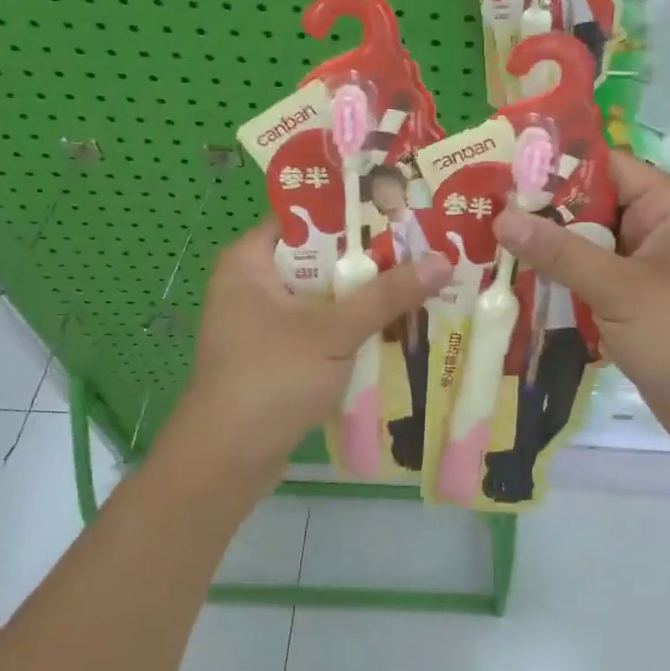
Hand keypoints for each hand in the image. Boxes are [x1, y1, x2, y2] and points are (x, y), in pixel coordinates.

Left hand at [169, 218, 452, 496]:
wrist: (226, 461)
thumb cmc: (271, 378)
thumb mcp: (333, 331)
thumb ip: (387, 295)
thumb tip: (443, 260)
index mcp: (250, 261)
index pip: (305, 218)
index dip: (352, 212)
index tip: (400, 209)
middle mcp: (253, 284)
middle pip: (320, 258)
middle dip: (370, 257)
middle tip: (424, 245)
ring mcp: (264, 323)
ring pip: (324, 296)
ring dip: (366, 295)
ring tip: (422, 280)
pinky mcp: (278, 355)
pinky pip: (322, 328)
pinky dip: (353, 327)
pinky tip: (397, 326)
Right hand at [492, 151, 669, 467]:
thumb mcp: (619, 289)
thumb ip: (559, 252)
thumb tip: (501, 217)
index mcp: (669, 205)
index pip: (603, 166)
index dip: (552, 168)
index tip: (497, 176)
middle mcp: (658, 226)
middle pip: (590, 205)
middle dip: (540, 214)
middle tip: (479, 214)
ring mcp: (647, 265)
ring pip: (586, 244)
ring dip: (546, 250)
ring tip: (484, 246)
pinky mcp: (636, 299)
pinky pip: (591, 276)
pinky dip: (560, 280)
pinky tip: (514, 283)